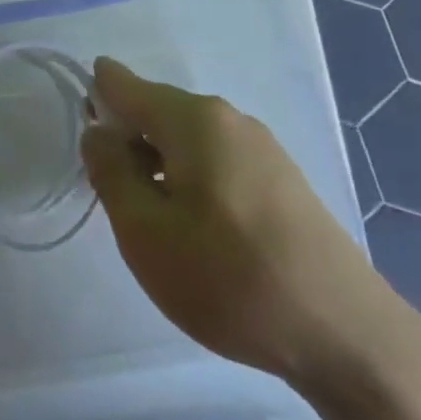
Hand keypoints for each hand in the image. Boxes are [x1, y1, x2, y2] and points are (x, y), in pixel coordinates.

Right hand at [80, 58, 398, 388]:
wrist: (342, 334)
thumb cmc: (227, 278)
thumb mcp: (143, 230)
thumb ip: (110, 172)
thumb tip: (99, 132)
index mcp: (194, 119)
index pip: (123, 85)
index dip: (93, 99)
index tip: (78, 139)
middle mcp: (231, 120)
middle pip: (157, 112)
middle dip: (125, 140)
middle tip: (109, 196)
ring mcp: (264, 150)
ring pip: (187, 141)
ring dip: (157, 165)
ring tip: (148, 219)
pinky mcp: (283, 181)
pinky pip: (216, 162)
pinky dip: (189, 180)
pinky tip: (192, 228)